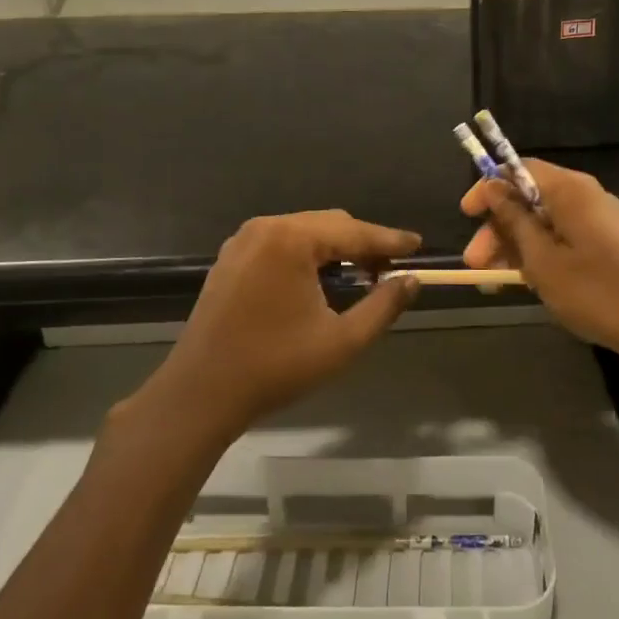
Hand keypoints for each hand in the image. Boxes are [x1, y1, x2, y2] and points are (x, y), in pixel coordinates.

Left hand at [149, 211, 420, 433]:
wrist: (200, 394)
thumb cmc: (275, 367)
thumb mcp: (342, 341)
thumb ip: (383, 305)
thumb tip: (411, 281)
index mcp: (292, 240)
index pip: (354, 231)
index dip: (390, 240)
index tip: (418, 246)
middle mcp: (266, 228)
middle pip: (329, 224)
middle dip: (363, 243)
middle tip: (390, 270)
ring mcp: (243, 241)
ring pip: (305, 231)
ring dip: (335, 248)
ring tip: (361, 275)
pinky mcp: (230, 258)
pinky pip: (281, 243)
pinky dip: (307, 254)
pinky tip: (320, 280)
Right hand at [463, 162, 618, 388]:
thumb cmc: (598, 292)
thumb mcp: (544, 261)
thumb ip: (515, 221)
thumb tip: (493, 187)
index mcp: (569, 190)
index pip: (519, 169)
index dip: (488, 188)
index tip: (466, 216)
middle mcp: (585, 196)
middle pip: (529, 198)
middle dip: (498, 228)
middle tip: (476, 265)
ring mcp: (598, 221)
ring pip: (544, 222)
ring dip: (516, 247)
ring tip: (495, 282)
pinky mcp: (607, 244)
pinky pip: (563, 238)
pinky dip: (540, 255)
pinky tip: (527, 283)